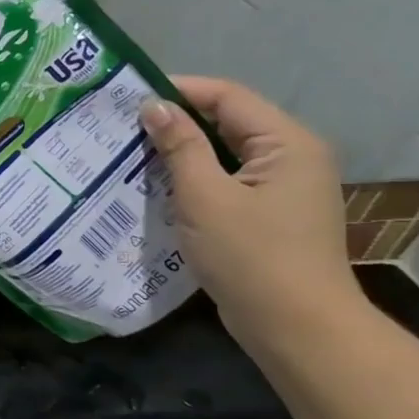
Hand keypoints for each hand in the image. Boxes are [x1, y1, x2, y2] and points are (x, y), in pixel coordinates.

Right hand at [140, 76, 361, 344]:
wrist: (297, 328)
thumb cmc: (252, 256)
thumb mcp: (205, 196)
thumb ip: (180, 146)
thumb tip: (154, 106)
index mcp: (287, 143)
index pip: (227, 96)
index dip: (178, 90)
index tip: (127, 97)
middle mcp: (291, 157)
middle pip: (227, 121)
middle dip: (175, 121)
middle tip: (121, 125)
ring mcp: (281, 188)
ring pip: (223, 153)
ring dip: (180, 151)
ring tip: (129, 152)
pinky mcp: (267, 214)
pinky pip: (225, 181)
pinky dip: (192, 178)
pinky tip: (156, 186)